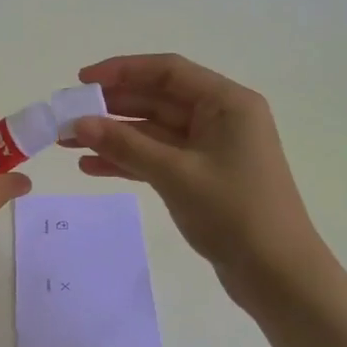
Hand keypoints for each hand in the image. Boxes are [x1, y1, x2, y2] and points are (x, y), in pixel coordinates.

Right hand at [63, 54, 335, 312]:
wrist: (278, 275)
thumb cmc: (234, 213)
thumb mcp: (175, 174)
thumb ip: (125, 145)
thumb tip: (78, 123)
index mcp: (227, 103)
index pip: (168, 71)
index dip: (122, 70)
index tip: (82, 81)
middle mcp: (221, 118)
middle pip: (158, 99)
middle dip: (112, 107)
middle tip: (67, 115)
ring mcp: (212, 149)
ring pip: (154, 131)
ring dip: (114, 135)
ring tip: (68, 143)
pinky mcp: (203, 177)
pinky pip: (159, 157)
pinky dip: (129, 160)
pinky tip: (92, 167)